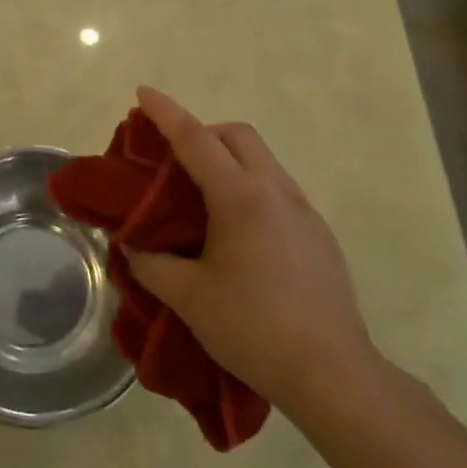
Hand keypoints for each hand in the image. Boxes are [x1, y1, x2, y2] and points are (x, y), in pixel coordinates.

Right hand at [125, 86, 382, 408]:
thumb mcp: (188, 298)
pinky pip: (277, 189)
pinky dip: (249, 187)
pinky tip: (237, 233)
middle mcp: (276, 191)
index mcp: (241, 198)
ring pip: (261, 160)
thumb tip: (132, 244)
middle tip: (173, 161)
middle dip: (203, 132)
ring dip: (228, 160)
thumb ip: (151, 264)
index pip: (196, 139)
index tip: (143, 92)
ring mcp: (304, 211)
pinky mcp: (318, 234)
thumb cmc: (254, 329)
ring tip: (201, 198)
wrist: (334, 375)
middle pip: (238, 135)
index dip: (166, 112)